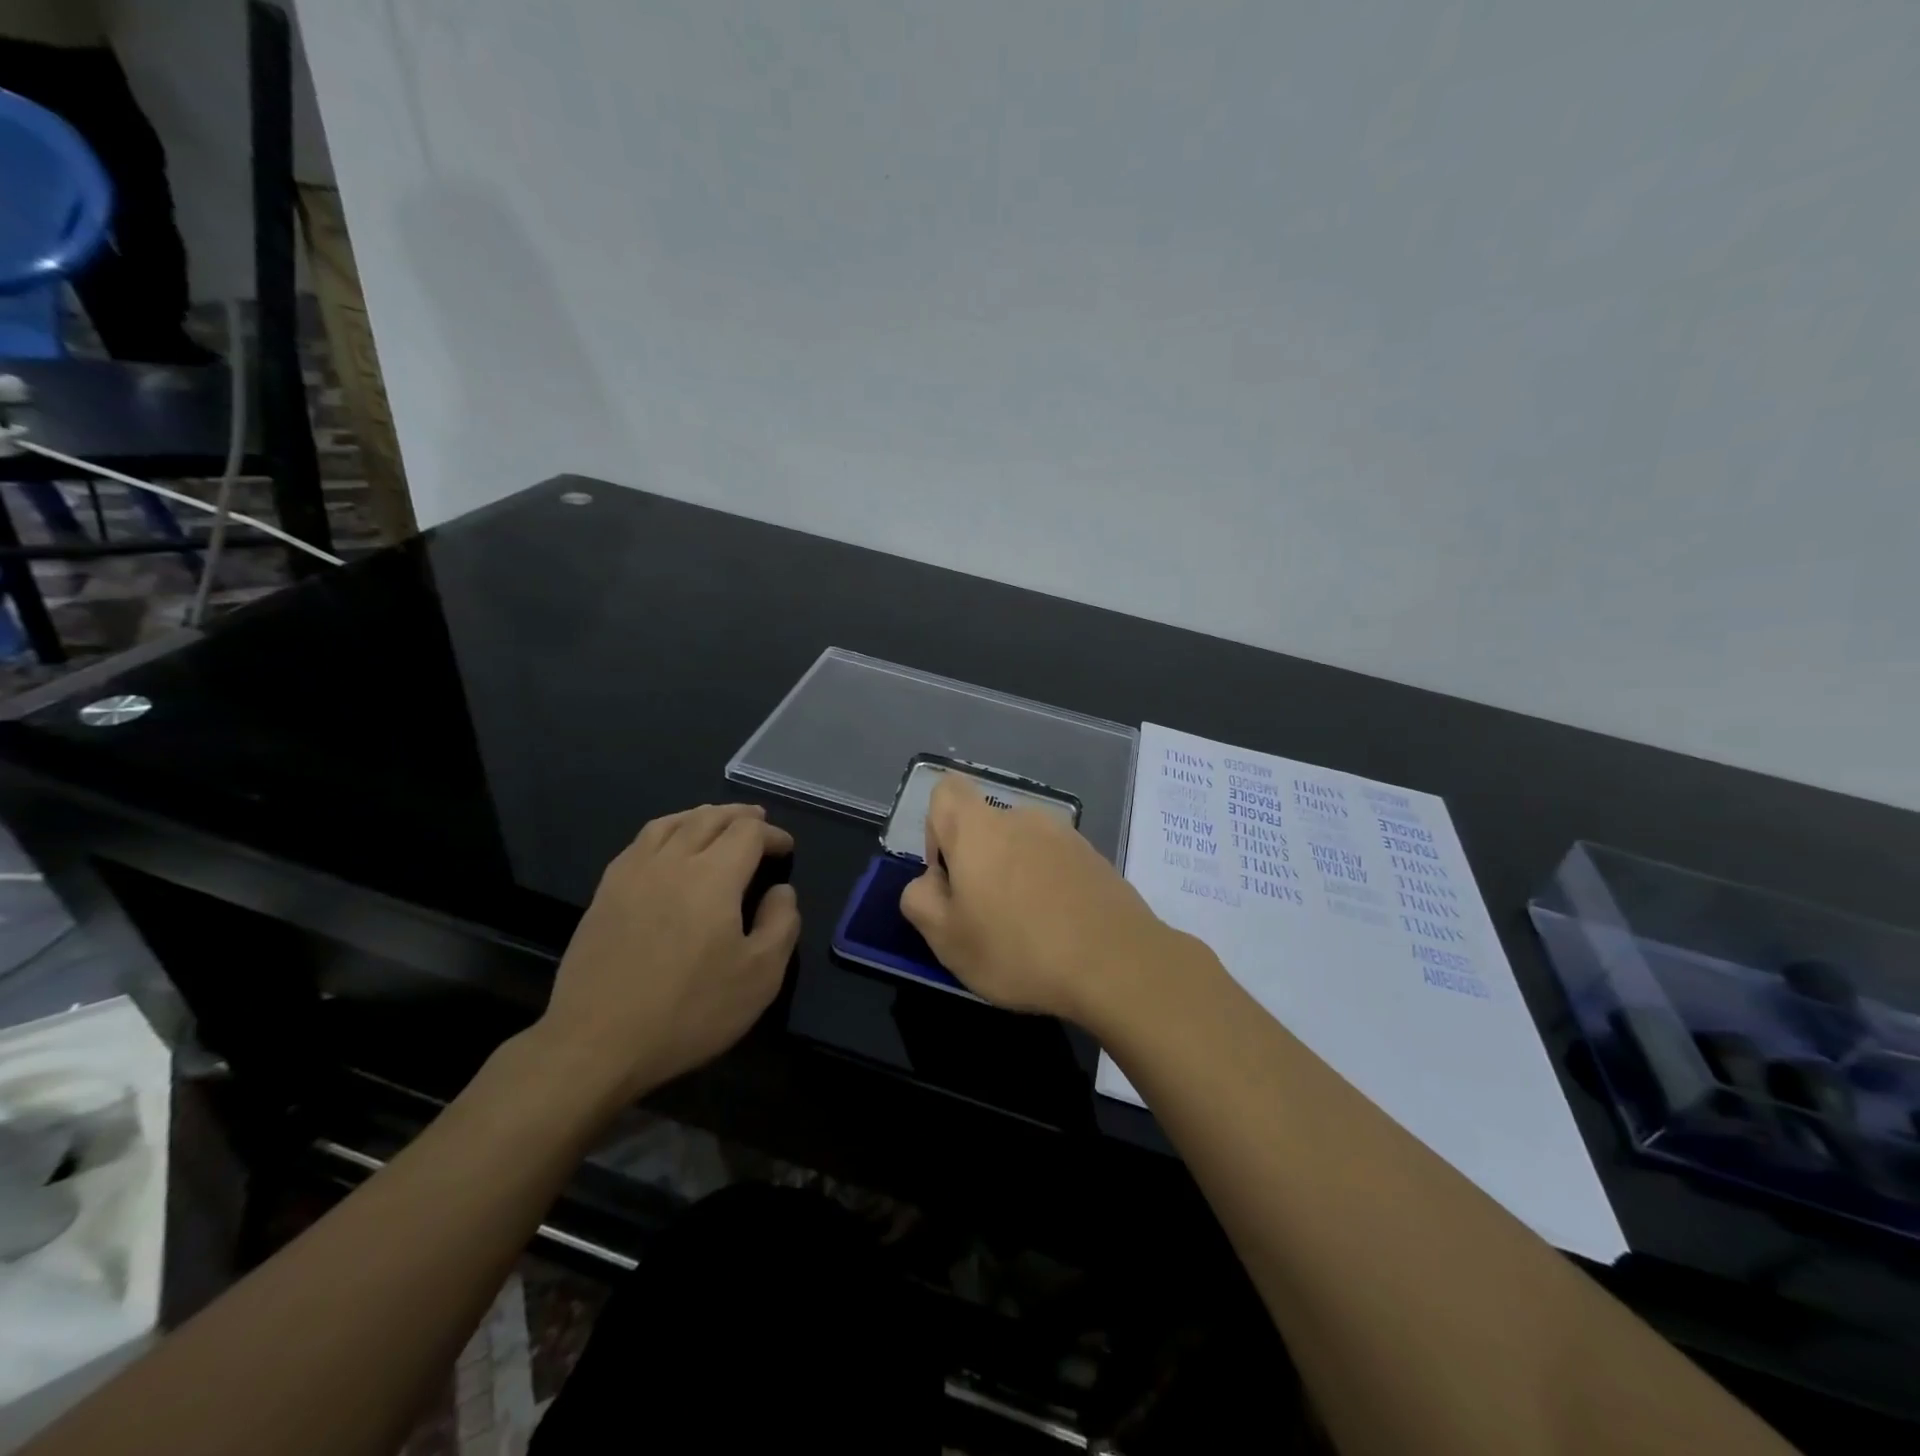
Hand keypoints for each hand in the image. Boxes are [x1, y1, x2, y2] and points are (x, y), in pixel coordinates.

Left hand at [535, 804, 799, 1103]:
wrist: (597, 1044)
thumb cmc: (689, 1011)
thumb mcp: (760, 976)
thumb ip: (781, 924)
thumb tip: (781, 891)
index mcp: (714, 876)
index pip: (748, 832)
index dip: (773, 834)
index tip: (786, 849)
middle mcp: (672, 861)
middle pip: (709, 818)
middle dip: (739, 816)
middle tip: (757, 821)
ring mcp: (632, 874)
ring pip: (671, 823)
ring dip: (700, 816)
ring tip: (715, 821)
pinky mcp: (604, 893)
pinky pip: (639, 843)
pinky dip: (665, 831)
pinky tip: (667, 847)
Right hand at [899, 774, 1179, 1022]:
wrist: (1118, 964)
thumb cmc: (1019, 950)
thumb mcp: (946, 939)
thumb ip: (919, 899)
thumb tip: (931, 882)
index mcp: (979, 828)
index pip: (946, 791)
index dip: (936, 830)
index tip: (949, 876)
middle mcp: (1022, 817)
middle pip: (984, 826)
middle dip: (977, 864)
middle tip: (985, 918)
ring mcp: (1065, 835)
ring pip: (1021, 847)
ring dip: (1014, 876)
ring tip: (1027, 930)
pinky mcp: (1095, 857)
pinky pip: (1055, 863)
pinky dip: (1048, 886)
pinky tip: (1060, 930)